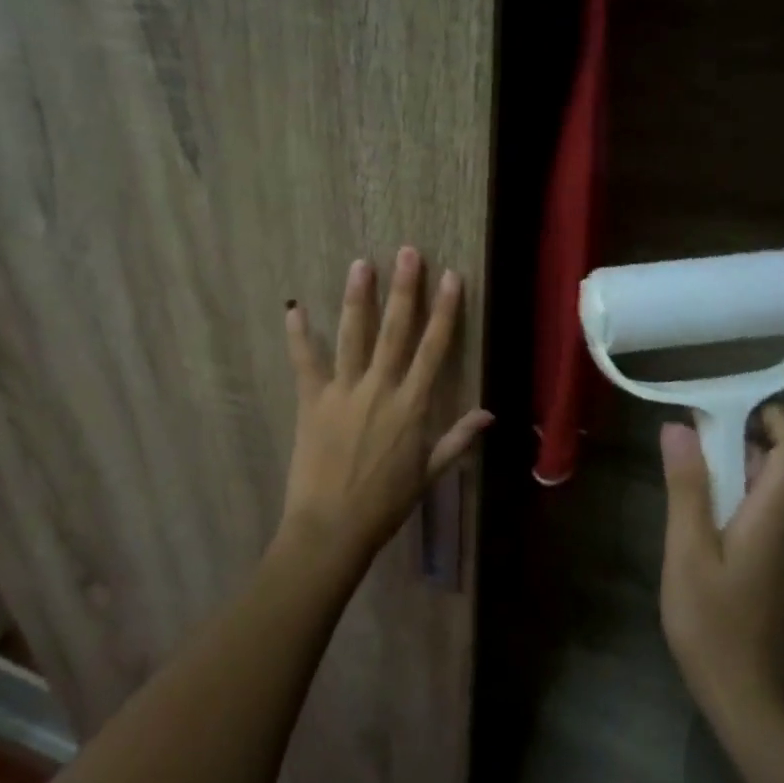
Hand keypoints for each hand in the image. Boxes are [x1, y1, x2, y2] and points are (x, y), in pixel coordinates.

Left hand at [279, 248, 491, 567]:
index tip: (450, 277)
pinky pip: (305, 362)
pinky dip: (298, 336)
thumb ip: (457, 440)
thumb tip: (489, 415)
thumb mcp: (428, 474)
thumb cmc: (384, 505)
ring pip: (353, 336)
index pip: (434, 349)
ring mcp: (342, 392)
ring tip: (360, 264)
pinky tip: (294, 307)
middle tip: (408, 253)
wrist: (331, 529)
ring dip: (358, 298)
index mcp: (411, 406)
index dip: (444, 311)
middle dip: (404, 289)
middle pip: (396, 331)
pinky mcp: (311, 401)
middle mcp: (379, 389)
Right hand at [659, 404, 783, 739]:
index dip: (770, 416)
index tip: (727, 404)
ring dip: (731, 471)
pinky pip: (759, 518)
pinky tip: (696, 518)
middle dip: (736, 440)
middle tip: (686, 435)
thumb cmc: (713, 622)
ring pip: (765, 492)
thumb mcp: (688, 549)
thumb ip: (687, 486)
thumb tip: (679, 427)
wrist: (748, 699)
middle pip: (776, 465)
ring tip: (683, 471)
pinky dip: (732, 500)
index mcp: (775, 514)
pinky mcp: (774, 571)